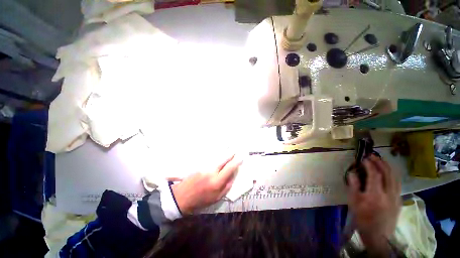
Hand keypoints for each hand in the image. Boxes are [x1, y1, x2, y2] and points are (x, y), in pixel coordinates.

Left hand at [171, 154, 242, 213]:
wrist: (182, 197)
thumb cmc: (200, 200)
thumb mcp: (216, 198)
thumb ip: (226, 187)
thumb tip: (233, 176)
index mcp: (217, 182)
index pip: (229, 169)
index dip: (236, 163)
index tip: (240, 158)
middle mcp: (211, 172)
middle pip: (223, 160)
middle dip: (230, 154)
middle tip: (235, 150)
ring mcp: (205, 167)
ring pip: (216, 158)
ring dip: (223, 154)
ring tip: (228, 150)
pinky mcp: (199, 165)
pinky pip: (210, 159)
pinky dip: (216, 156)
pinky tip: (218, 155)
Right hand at [347, 154, 400, 255]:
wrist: (378, 235)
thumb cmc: (363, 219)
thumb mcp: (354, 203)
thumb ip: (353, 186)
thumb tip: (352, 172)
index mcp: (376, 195)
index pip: (375, 174)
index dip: (370, 164)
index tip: (364, 158)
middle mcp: (389, 194)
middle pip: (388, 173)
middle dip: (380, 162)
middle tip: (373, 156)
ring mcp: (396, 197)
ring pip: (395, 178)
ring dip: (388, 167)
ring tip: (381, 161)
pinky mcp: (399, 200)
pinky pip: (398, 184)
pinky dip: (393, 175)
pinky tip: (388, 174)